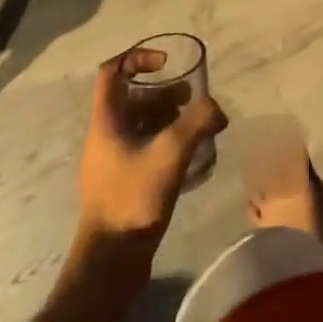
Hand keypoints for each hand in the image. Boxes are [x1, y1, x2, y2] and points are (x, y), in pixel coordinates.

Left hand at [76, 50, 225, 254]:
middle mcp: (105, 135)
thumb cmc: (132, 199)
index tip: (166, 65)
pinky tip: (188, 156)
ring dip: (167, 117)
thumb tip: (217, 108)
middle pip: (132, 98)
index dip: (138, 59)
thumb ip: (197, 123)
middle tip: (191, 100)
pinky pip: (143, 147)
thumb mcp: (170, 154)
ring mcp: (112, 161)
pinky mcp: (122, 183)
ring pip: (139, 123)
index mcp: (106, 121)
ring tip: (196, 126)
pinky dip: (165, 141)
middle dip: (163, 93)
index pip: (113, 71)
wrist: (110, 263)